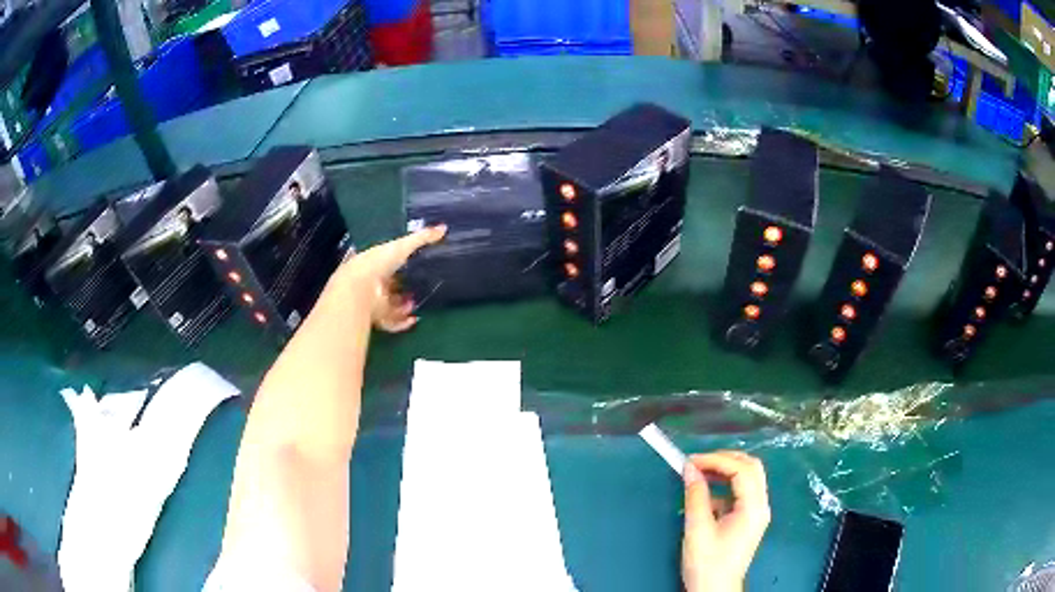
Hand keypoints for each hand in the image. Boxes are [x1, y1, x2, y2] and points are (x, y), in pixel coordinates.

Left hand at [333, 226, 445, 332]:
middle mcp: (372, 282)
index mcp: (375, 262)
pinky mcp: (375, 317)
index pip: (388, 263)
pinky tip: (414, 320)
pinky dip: (402, 322)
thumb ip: (422, 238)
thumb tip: (444, 227)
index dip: (400, 265)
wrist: (359, 289)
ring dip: (404, 305)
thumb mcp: (402, 246)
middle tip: (419, 288)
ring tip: (417, 303)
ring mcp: (373, 301)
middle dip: (404, 288)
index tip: (415, 266)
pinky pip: (391, 321)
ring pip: (391, 305)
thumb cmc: (378, 263)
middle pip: (390, 286)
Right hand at [682, 451, 770, 591]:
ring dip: (725, 471)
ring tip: (700, 473)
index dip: (716, 459)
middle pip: (751, 467)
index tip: (690, 461)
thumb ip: (696, 496)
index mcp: (753, 508)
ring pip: (748, 478)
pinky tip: (705, 495)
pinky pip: (741, 492)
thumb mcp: (697, 529)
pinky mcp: (749, 519)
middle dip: (725, 459)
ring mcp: (757, 512)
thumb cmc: (707, 563)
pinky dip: (725, 486)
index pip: (742, 469)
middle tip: (698, 462)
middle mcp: (761, 506)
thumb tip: (690, 469)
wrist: (715, 591)